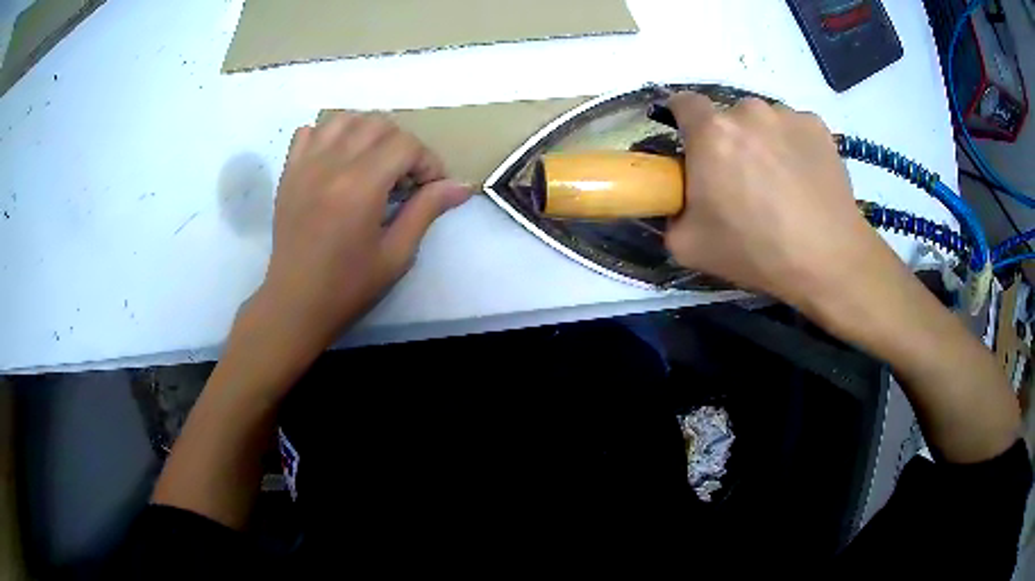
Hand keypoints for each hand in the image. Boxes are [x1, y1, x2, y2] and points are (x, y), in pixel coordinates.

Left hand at [248, 112, 470, 368]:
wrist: (296, 302)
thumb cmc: (348, 286)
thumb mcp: (396, 254)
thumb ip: (427, 210)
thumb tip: (463, 185)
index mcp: (360, 187)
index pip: (405, 145)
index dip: (427, 162)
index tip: (430, 188)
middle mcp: (331, 165)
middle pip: (378, 124)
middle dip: (402, 145)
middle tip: (404, 177)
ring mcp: (305, 164)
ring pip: (344, 119)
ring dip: (367, 132)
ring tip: (373, 161)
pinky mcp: (289, 171)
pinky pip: (309, 131)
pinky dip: (329, 135)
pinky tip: (338, 159)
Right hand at [663, 92, 891, 310]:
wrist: (828, 260)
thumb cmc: (756, 251)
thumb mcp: (688, 246)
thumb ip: (670, 213)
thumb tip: (677, 201)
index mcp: (711, 132)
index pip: (683, 102)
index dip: (682, 120)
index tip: (692, 146)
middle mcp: (748, 111)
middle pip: (727, 117)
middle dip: (728, 141)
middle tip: (741, 181)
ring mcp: (787, 115)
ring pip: (763, 121)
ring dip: (763, 142)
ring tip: (780, 183)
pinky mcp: (817, 126)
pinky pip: (793, 129)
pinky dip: (793, 147)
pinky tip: (804, 180)